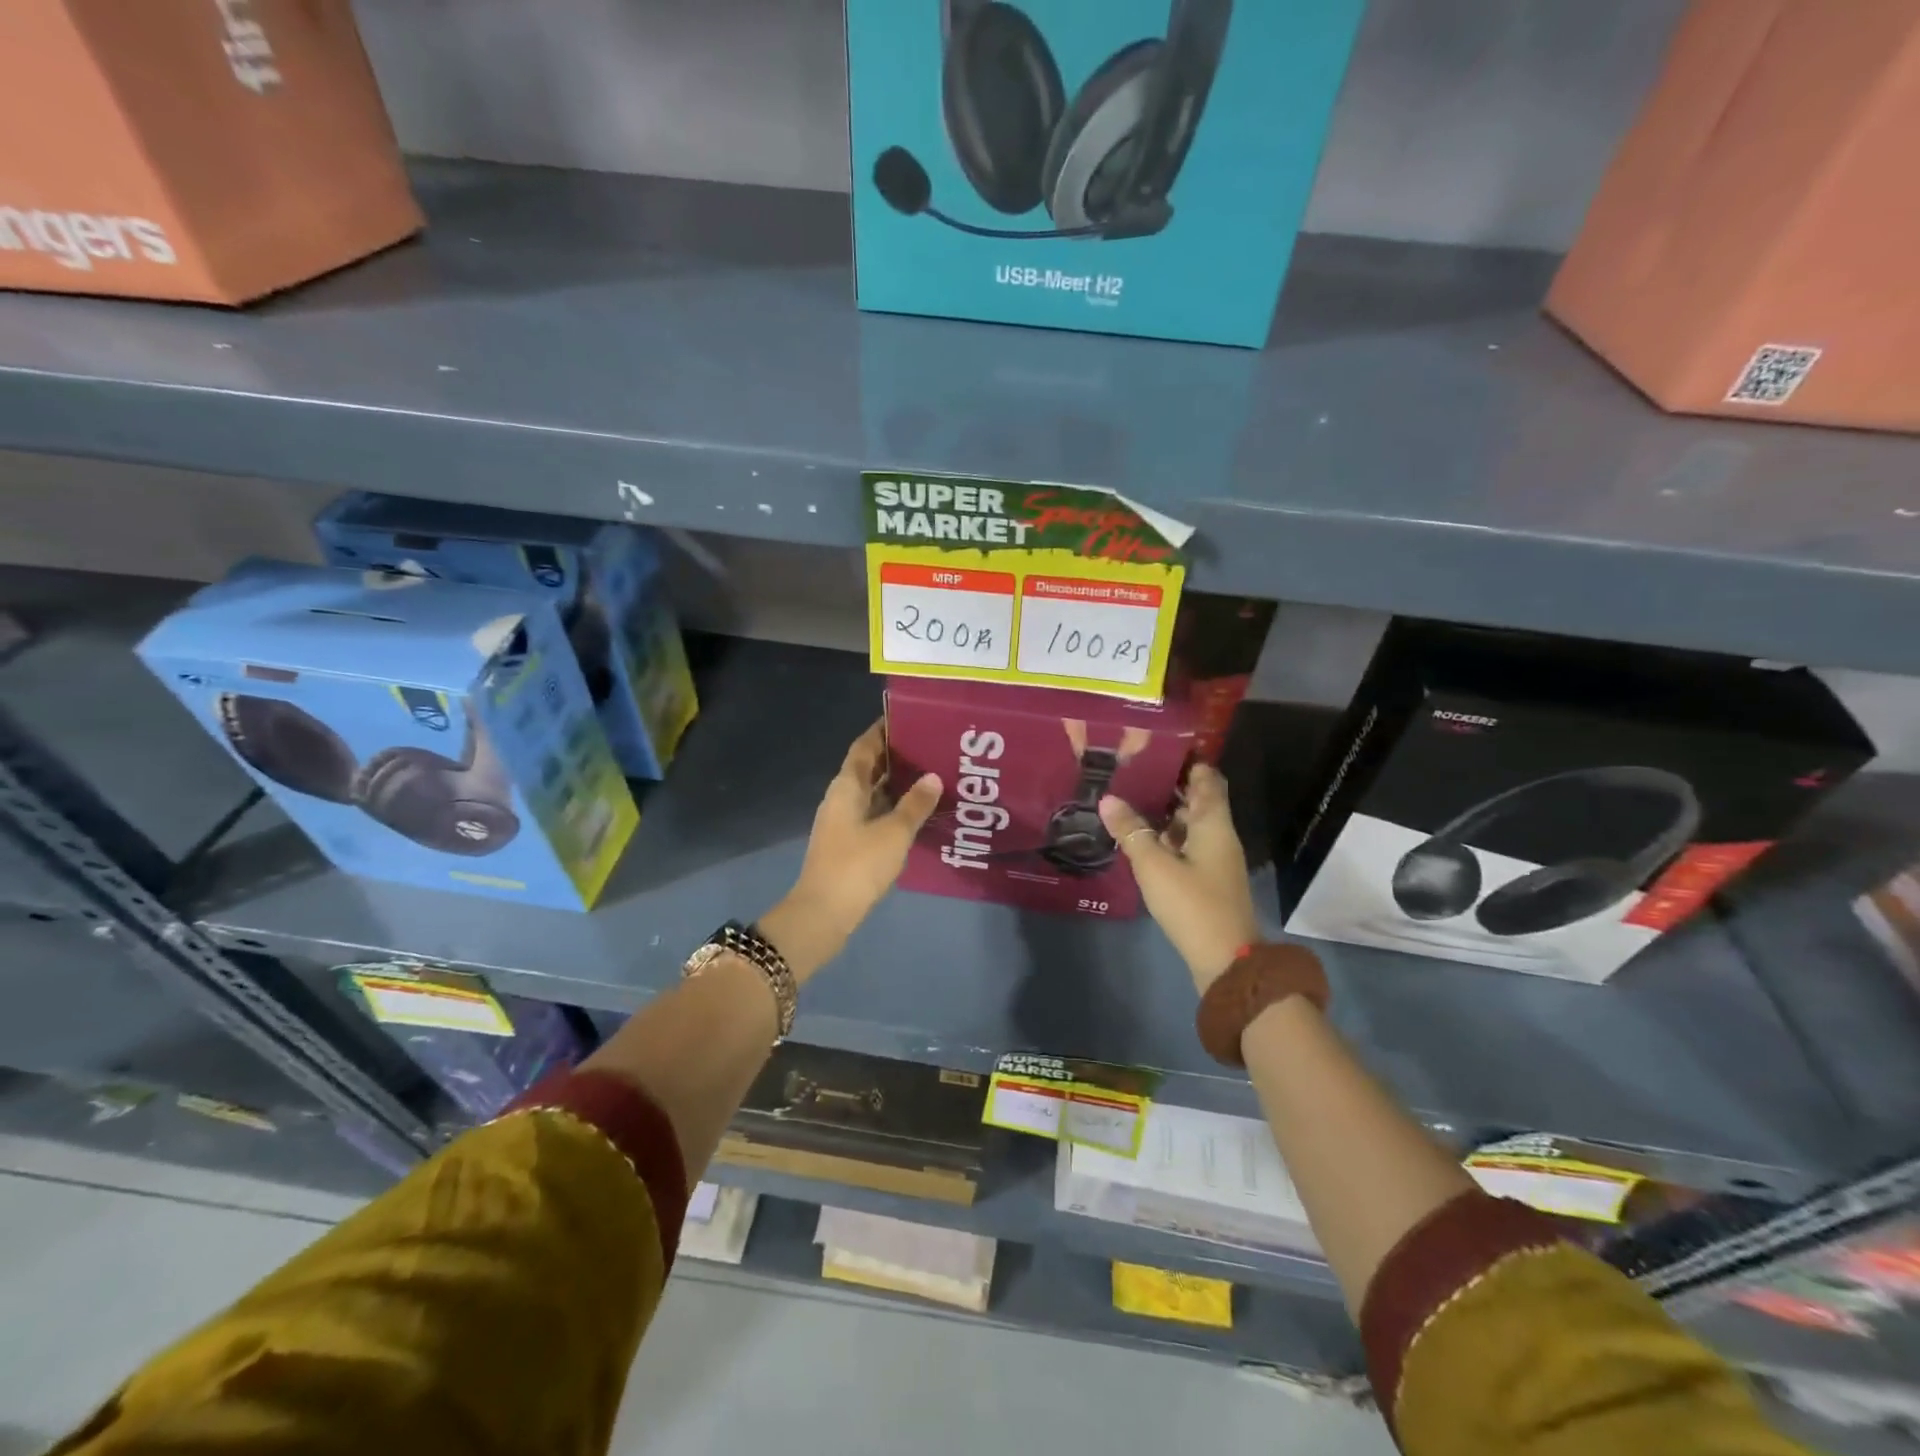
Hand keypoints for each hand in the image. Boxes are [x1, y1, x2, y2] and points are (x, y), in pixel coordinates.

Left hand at [761, 721, 940, 981]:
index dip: (882, 731)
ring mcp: (842, 823)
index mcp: (846, 787)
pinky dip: (893, 809)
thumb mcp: (894, 833)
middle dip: (895, 757)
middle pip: (868, 769)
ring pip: (872, 794)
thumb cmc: (857, 865)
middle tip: (930, 747)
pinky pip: (873, 815)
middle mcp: (841, 799)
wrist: (823, 914)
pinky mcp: (848, 845)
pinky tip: (916, 814)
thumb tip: (933, 776)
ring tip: (931, 776)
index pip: (864, 747)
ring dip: (896, 785)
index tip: (907, 718)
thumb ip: (915, 804)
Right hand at [1099, 763, 1259, 992]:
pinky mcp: (1207, 880)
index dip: (1189, 760)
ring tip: (1128, 799)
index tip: (1160, 745)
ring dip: (1164, 813)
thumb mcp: (1154, 866)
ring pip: (1189, 825)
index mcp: (1213, 824)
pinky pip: (1186, 847)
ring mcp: (1215, 860)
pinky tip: (1140, 839)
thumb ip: (1131, 831)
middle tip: (1132, 771)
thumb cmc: (1193, 904)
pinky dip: (1166, 838)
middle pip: (1197, 801)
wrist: (1226, 960)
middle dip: (1169, 785)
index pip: (1208, 779)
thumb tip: (1108, 799)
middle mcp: (1219, 836)